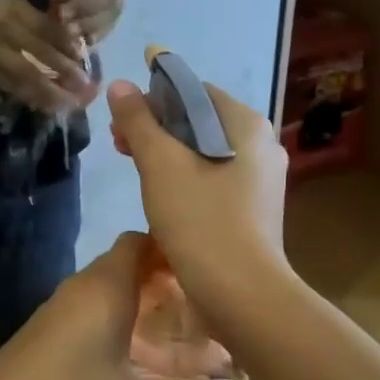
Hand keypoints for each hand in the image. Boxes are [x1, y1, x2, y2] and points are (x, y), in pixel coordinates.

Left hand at [0, 234, 246, 379]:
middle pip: (131, 270)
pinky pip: (96, 320)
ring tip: (187, 345)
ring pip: (114, 299)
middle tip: (208, 314)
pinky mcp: (48, 337)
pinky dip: (124, 332)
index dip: (175, 250)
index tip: (209, 271)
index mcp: (106, 287)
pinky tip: (143, 367)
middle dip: (170, 289)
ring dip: (148, 316)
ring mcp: (61, 313)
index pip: (142, 242)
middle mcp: (82, 289)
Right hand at [104, 79, 290, 321]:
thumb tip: (119, 84)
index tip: (121, 120)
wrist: (242, 295)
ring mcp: (260, 180)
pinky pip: (213, 179)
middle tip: (118, 145)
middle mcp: (260, 145)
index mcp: (245, 124)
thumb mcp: (160, 165)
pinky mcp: (253, 209)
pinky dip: (184, 178)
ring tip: (134, 170)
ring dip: (166, 154)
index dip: (152, 99)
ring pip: (203, 152)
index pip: (193, 91)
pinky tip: (161, 197)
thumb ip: (138, 121)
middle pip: (198, 121)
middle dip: (155, 128)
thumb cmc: (201, 221)